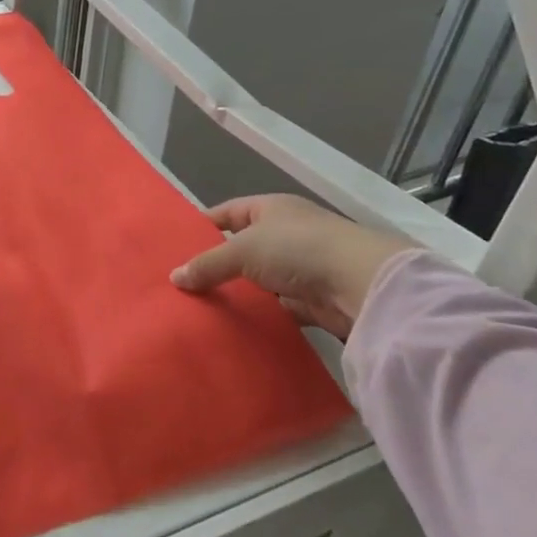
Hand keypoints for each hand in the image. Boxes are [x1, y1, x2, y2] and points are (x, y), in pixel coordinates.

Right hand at [171, 194, 412, 337]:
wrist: (361, 285)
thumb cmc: (297, 249)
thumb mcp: (242, 251)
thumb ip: (208, 264)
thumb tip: (175, 278)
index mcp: (272, 209)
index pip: (229, 213)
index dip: (203, 226)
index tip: (175, 245)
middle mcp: (287, 233)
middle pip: (243, 248)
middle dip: (218, 264)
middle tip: (184, 282)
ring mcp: (303, 267)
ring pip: (260, 280)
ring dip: (240, 293)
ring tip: (203, 307)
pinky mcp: (315, 300)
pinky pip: (279, 308)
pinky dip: (262, 316)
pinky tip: (236, 327)